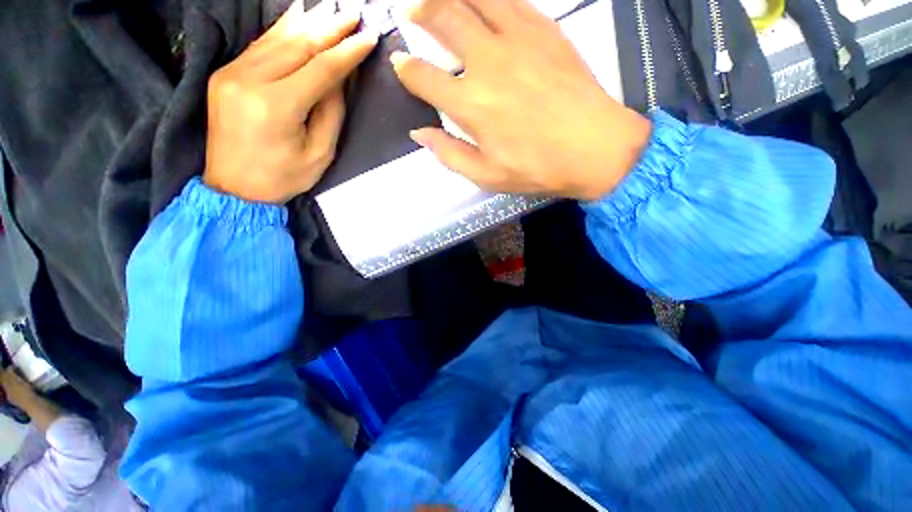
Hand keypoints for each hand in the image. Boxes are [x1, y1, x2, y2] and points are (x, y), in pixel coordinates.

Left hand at [203, 2, 378, 203]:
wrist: (233, 188)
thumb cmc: (283, 178)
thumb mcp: (320, 154)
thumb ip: (330, 113)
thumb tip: (337, 80)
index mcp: (277, 107)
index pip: (320, 69)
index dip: (347, 53)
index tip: (368, 38)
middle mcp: (249, 81)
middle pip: (297, 45)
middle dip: (329, 29)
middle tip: (353, 14)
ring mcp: (231, 74)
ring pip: (276, 39)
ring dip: (307, 23)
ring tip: (330, 10)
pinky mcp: (224, 74)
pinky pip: (257, 46)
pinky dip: (280, 30)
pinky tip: (296, 17)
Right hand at [391, 0, 651, 200]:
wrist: (593, 149)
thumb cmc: (536, 168)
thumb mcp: (486, 176)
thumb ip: (449, 154)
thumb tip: (420, 133)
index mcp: (471, 105)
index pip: (423, 76)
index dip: (406, 69)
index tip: (401, 65)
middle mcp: (487, 63)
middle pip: (442, 19)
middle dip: (420, 12)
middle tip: (411, 12)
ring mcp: (517, 39)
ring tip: (438, 0)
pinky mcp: (544, 29)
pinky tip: (482, 3)